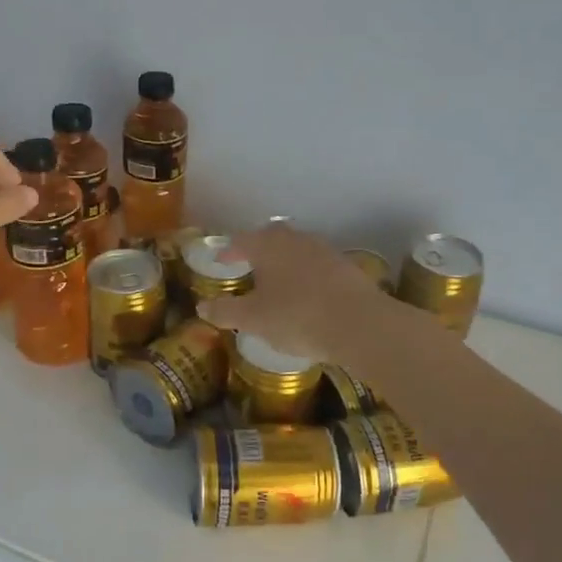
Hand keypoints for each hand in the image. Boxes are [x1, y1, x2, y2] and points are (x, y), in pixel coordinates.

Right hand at [195, 225, 398, 362]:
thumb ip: (226, 311)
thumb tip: (202, 307)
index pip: (242, 241)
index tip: (221, 260)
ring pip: (298, 248)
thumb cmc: (296, 317)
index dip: (229, 250)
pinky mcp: (347, 267)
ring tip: (278, 280)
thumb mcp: (254, 319)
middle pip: (273, 237)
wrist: (359, 324)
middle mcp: (296, 240)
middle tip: (250, 264)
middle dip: (259, 248)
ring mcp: (325, 251)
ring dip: (286, 260)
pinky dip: (308, 274)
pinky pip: (319, 265)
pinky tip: (307, 293)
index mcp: (268, 246)